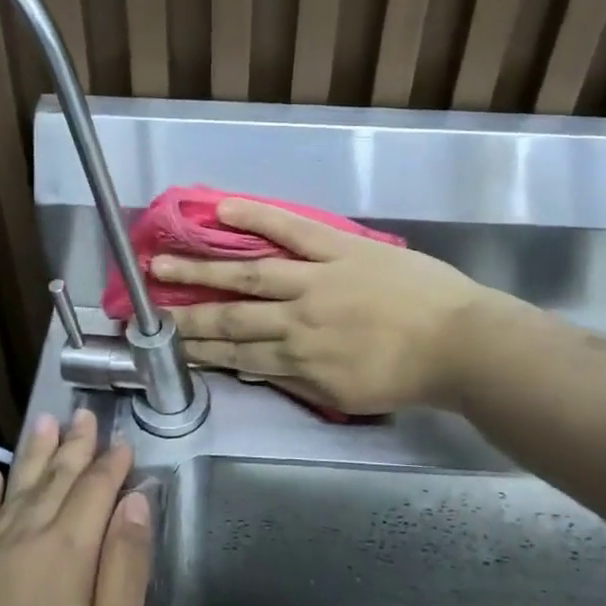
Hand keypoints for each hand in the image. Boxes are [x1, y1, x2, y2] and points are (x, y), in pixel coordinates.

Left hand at [0, 410, 151, 605]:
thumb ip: (125, 566)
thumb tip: (137, 502)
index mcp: (64, 552)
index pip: (94, 491)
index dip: (111, 464)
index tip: (123, 440)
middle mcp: (21, 542)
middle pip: (54, 481)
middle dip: (74, 446)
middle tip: (84, 413)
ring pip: (15, 491)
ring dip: (33, 456)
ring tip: (44, 422)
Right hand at [153, 198, 497, 414]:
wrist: (461, 344)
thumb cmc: (409, 375)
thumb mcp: (348, 395)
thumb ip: (300, 380)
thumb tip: (259, 366)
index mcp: (299, 362)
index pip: (236, 356)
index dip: (198, 351)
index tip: (168, 346)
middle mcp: (294, 322)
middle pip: (228, 319)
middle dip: (183, 316)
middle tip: (144, 310)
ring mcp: (314, 281)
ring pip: (245, 276)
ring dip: (199, 272)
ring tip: (160, 264)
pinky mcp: (337, 249)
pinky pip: (290, 230)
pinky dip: (255, 219)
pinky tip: (220, 209)